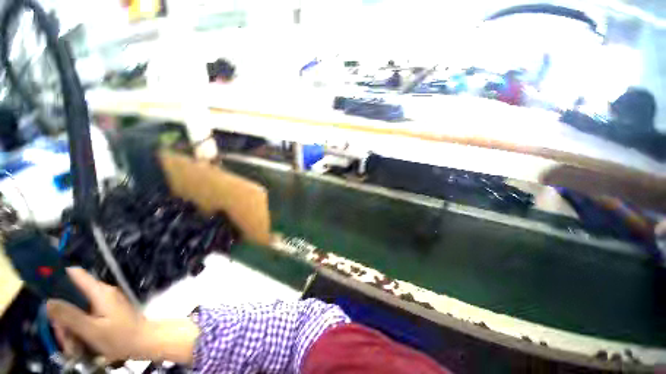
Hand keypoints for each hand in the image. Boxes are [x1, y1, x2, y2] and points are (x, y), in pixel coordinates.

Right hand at [46, 268, 148, 361]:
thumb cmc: (120, 337)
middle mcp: (102, 292)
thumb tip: (48, 301)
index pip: (75, 274)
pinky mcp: (108, 311)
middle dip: (62, 316)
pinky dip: (80, 328)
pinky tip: (80, 345)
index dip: (57, 277)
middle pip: (72, 297)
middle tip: (62, 336)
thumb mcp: (91, 329)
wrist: (146, 342)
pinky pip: (87, 316)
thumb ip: (69, 315)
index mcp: (99, 291)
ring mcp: (106, 302)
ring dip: (70, 327)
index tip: (42, 288)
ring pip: (78, 309)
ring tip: (72, 346)